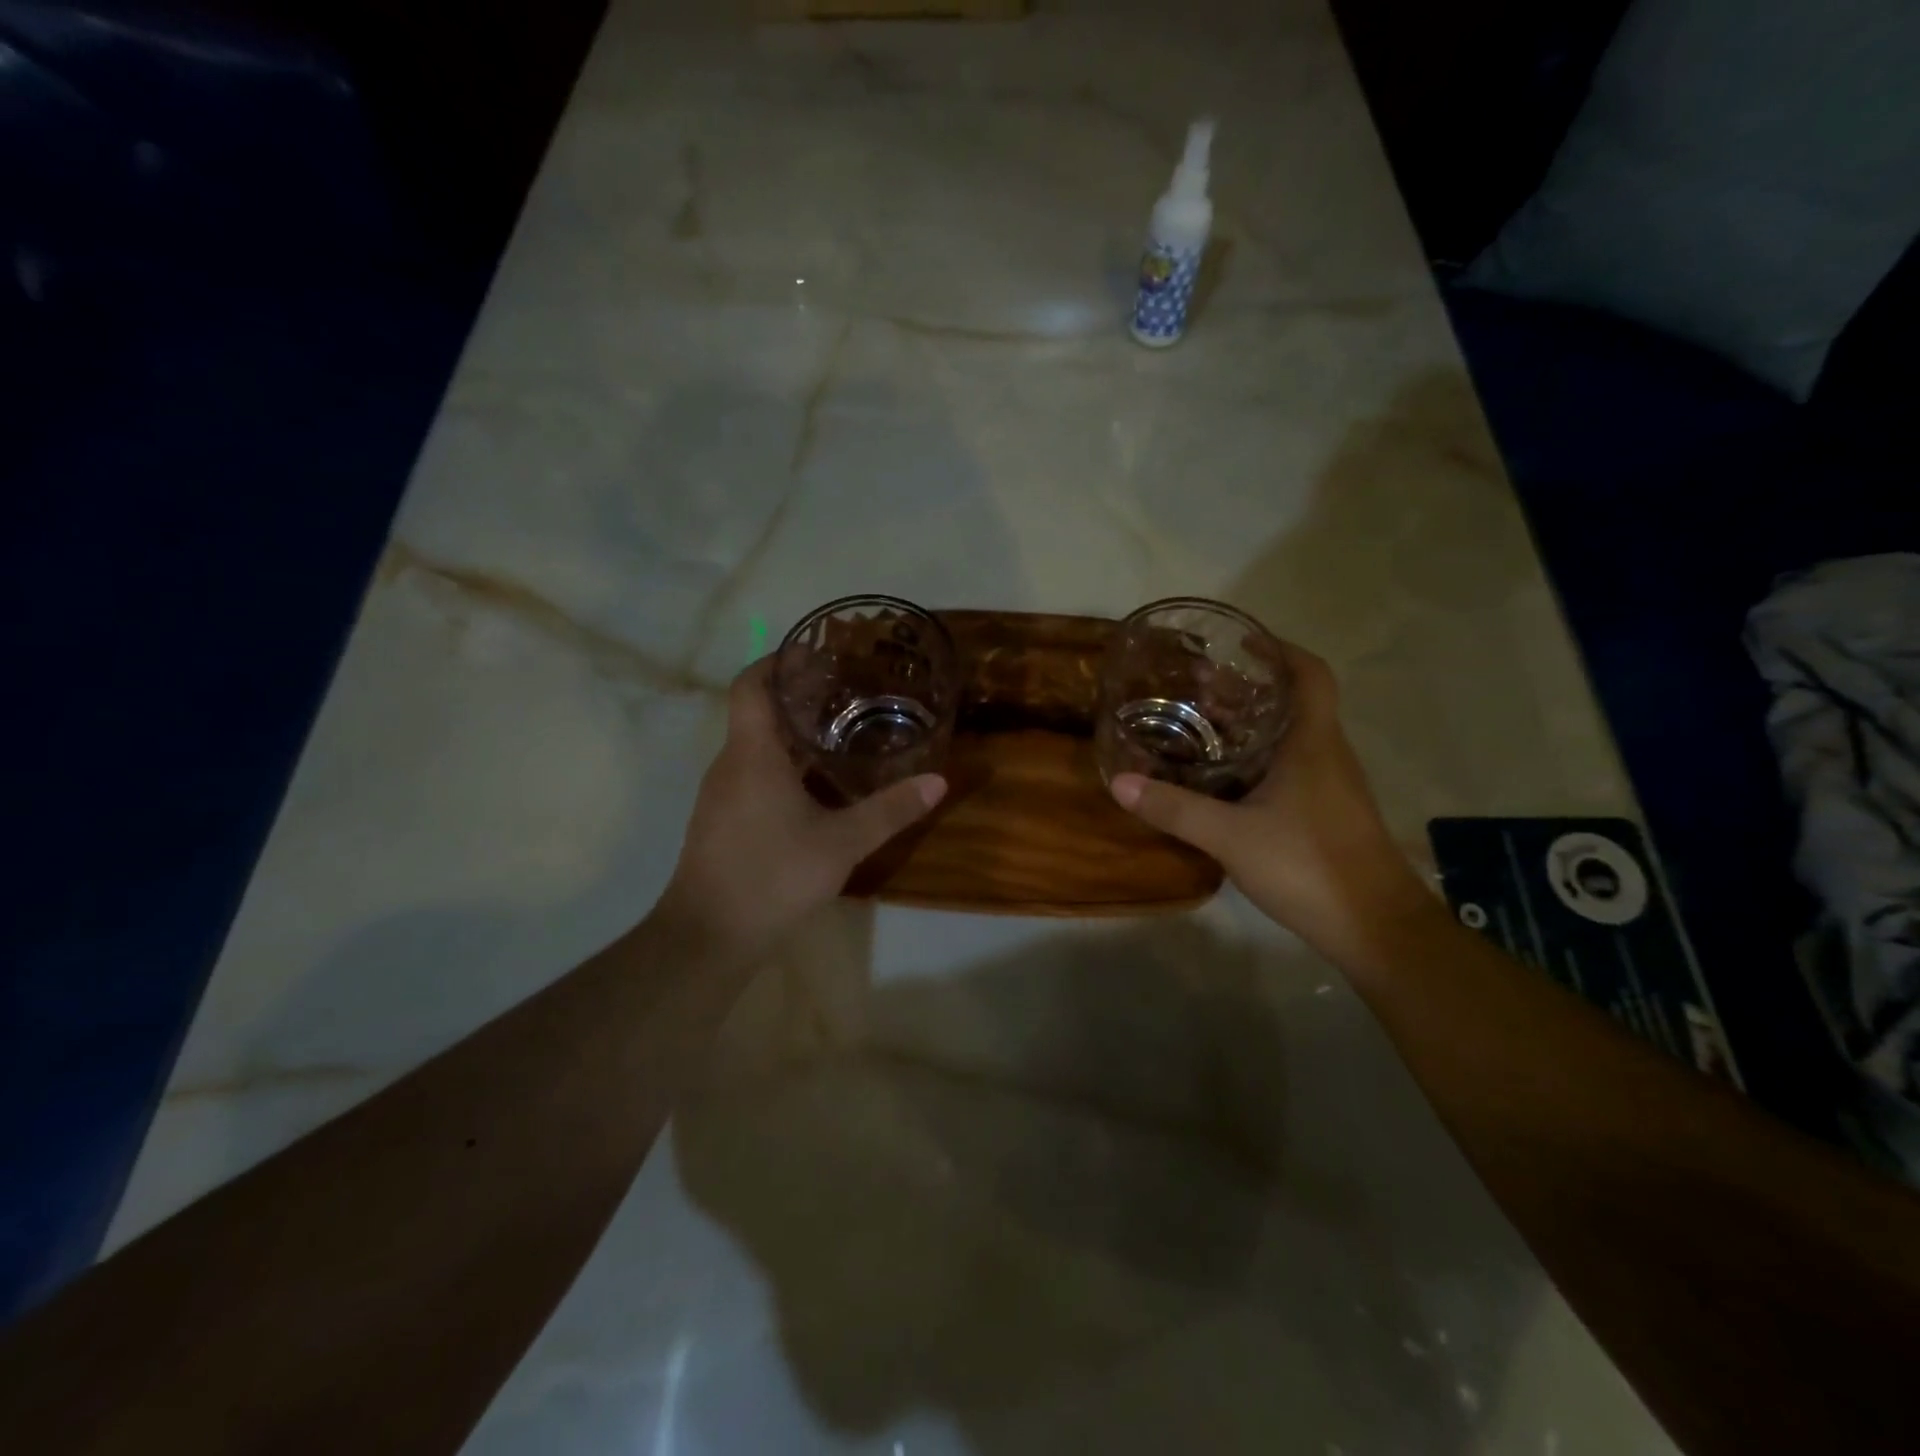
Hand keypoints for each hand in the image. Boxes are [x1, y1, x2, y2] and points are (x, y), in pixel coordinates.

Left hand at [657, 658, 945, 959]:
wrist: (708, 939)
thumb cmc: (772, 876)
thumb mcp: (841, 843)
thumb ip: (890, 810)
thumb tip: (938, 781)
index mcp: (752, 754)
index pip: (751, 685)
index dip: (778, 662)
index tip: (816, 657)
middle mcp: (729, 765)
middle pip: (758, 714)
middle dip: (800, 700)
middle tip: (849, 696)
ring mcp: (721, 796)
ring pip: (756, 749)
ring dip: (793, 738)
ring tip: (842, 737)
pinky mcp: (722, 823)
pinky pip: (753, 777)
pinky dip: (784, 769)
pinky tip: (817, 790)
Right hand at [1109, 642, 1434, 965]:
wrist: (1376, 928)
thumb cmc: (1309, 865)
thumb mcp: (1230, 836)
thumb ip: (1175, 808)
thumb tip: (1120, 782)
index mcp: (1312, 743)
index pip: (1310, 674)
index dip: (1280, 650)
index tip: (1240, 643)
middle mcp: (1327, 755)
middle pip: (1293, 703)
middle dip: (1248, 689)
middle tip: (1198, 688)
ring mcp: (1331, 786)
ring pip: (1290, 738)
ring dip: (1251, 726)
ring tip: (1201, 726)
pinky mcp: (1328, 813)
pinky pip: (1290, 768)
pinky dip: (1258, 760)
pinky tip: (1225, 780)